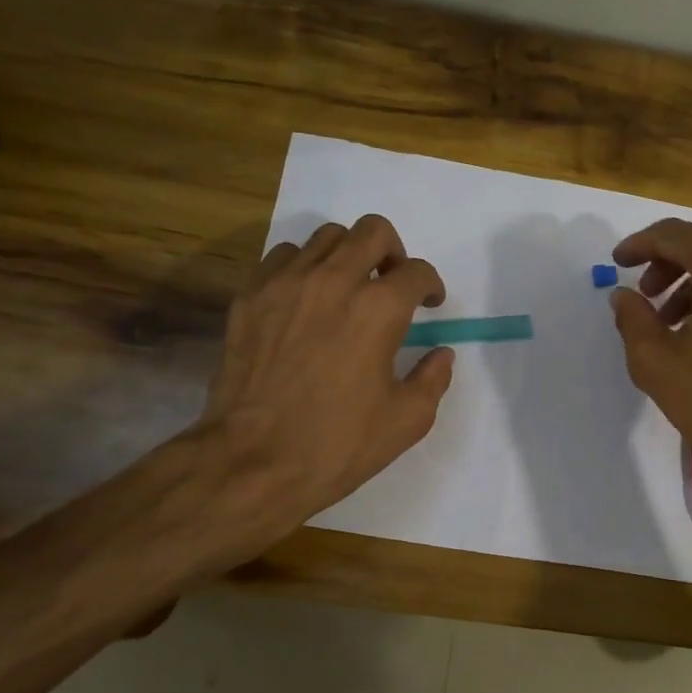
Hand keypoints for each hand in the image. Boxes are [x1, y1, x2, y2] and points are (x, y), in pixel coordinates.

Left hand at [201, 214, 453, 530]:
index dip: (431, 286)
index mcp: (379, 309)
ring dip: (347, 255)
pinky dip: (303, 268)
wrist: (253, 462)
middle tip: (391, 283)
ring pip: (326, 237)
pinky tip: (306, 300)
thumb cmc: (337, 444)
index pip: (417, 272)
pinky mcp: (250, 297)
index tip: (430, 304)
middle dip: (393, 252)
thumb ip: (433, 379)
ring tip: (347, 289)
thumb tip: (441, 354)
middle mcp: (334, 281)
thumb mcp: (407, 421)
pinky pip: (283, 257)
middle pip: (373, 231)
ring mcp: (286, 284)